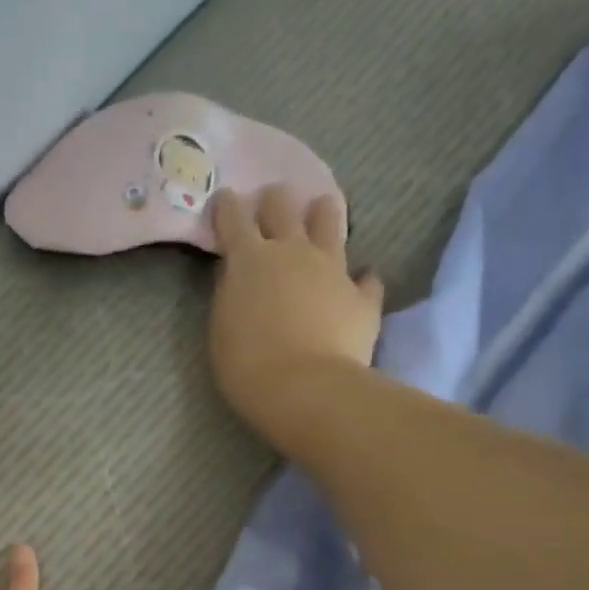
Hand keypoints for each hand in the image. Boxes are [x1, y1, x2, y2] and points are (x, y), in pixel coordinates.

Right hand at [209, 185, 385, 455]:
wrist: (305, 388)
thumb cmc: (247, 364)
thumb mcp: (222, 327)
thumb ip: (231, 293)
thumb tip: (239, 275)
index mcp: (250, 259)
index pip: (233, 217)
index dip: (227, 206)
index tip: (225, 201)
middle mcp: (292, 251)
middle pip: (283, 206)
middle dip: (273, 201)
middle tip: (270, 203)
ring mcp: (333, 269)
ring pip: (330, 221)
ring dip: (321, 214)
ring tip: (319, 213)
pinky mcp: (362, 296)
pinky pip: (366, 278)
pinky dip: (360, 280)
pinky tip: (358, 284)